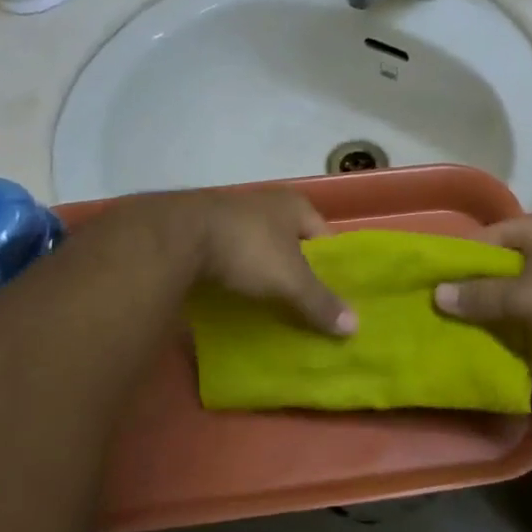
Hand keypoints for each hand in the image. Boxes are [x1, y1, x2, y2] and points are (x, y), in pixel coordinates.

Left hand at [188, 189, 355, 336]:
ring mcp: (232, 214)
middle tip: (306, 306)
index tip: (335, 298)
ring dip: (265, 273)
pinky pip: (232, 257)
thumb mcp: (290, 280)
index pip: (326, 237)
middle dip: (298, 272)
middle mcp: (266, 203)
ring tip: (273, 306)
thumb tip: (355, 328)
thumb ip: (320, 302)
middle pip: (293, 243)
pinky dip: (237, 276)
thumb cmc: (247, 248)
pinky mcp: (203, 231)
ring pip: (261, 249)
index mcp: (295, 205)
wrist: (177, 236)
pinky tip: (238, 297)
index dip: (332, 267)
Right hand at [432, 213, 531, 370]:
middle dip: (480, 292)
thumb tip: (438, 294)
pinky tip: (517, 350)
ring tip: (476, 337)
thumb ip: (480, 296)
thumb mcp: (523, 296)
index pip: (483, 239)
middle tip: (450, 318)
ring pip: (525, 291)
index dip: (457, 263)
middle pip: (503, 266)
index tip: (434, 289)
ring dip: (506, 314)